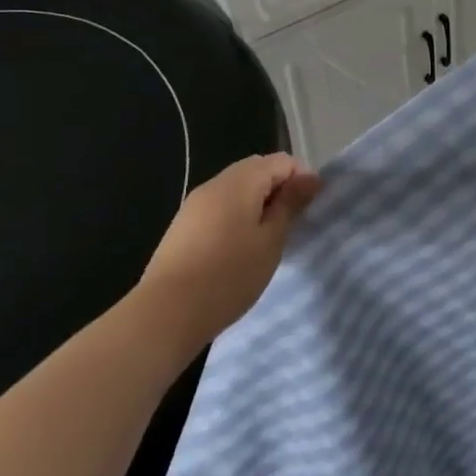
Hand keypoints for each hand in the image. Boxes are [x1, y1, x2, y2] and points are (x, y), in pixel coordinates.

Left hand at [138, 153, 319, 338]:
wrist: (165, 314)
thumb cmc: (228, 276)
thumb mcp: (270, 240)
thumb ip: (290, 204)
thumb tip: (311, 177)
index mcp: (240, 181)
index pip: (281, 161)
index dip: (302, 179)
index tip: (310, 210)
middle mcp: (215, 183)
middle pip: (257, 170)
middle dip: (279, 189)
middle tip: (291, 224)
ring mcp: (195, 204)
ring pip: (237, 189)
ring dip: (258, 204)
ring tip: (267, 239)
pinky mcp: (183, 226)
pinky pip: (219, 207)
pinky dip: (237, 217)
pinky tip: (238, 249)